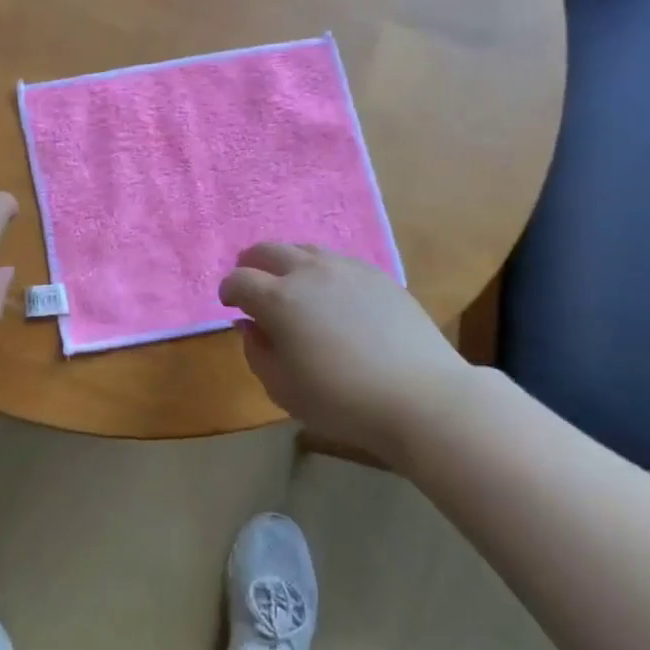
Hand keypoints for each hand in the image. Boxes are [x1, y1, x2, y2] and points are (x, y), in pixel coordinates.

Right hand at [219, 244, 475, 460]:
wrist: (421, 397)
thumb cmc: (342, 400)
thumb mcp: (282, 388)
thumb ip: (256, 351)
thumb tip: (250, 325)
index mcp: (279, 299)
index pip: (239, 280)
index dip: (228, 291)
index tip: (230, 306)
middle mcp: (309, 272)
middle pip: (267, 250)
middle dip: (251, 264)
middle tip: (250, 283)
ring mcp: (347, 268)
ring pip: (304, 248)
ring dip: (286, 262)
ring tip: (288, 283)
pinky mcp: (378, 275)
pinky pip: (337, 260)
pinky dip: (320, 269)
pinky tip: (329, 292)